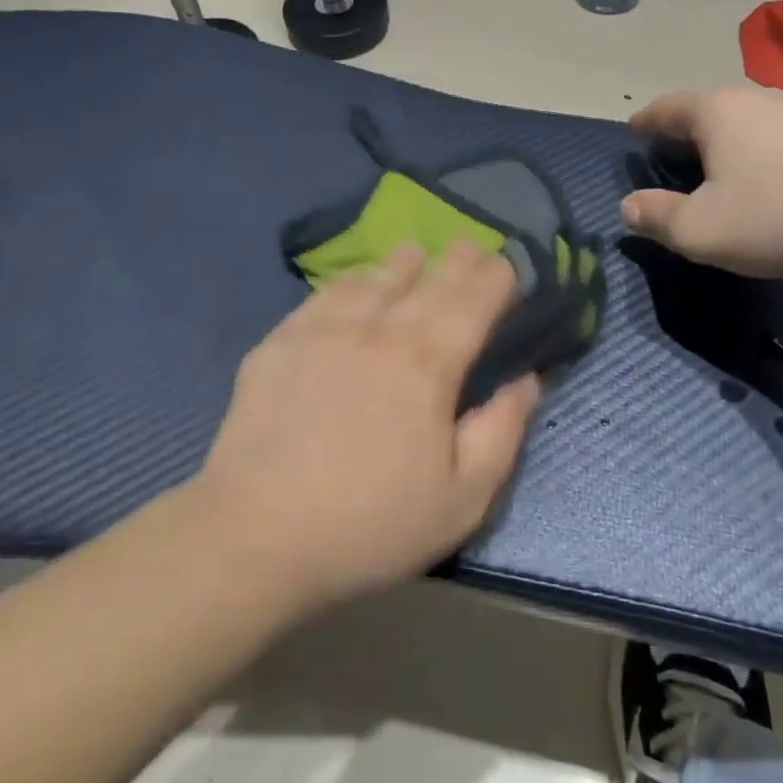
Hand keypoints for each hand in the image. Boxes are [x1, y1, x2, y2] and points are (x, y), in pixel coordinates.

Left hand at [192, 242, 540, 612]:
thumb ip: (502, 433)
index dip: (496, 278)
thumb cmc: (370, 524)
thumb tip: (527, 380)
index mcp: (428, 363)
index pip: (473, 300)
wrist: (256, 535)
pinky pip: (326, 293)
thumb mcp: (462, 500)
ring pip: (375, 276)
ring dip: (403, 262)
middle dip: (457, 260)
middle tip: (470, 247)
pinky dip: (352, 281)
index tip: (508, 267)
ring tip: (415, 253)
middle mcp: (379, 329)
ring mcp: (324, 329)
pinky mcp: (281, 340)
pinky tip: (354, 284)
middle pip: (428, 279)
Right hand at [621, 87, 782, 277]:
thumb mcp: (700, 230)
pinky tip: (764, 176)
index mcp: (716, 111)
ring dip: (723, 140)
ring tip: (714, 165)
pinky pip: (776, 135)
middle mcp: (756, 98)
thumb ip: (656, 217)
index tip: (632, 129)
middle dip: (683, 129)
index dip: (645, 121)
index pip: (667, 107)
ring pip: (745, 120)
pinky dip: (757, 150)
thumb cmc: (778, 217)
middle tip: (668, 153)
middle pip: (707, 108)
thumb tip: (628, 207)